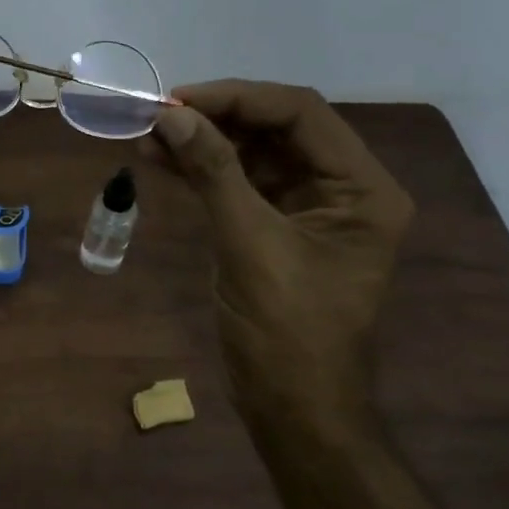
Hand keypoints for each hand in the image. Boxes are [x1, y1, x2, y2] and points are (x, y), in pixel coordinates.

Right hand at [148, 81, 413, 423]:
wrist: (293, 409)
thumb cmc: (287, 332)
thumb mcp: (250, 245)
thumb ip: (214, 173)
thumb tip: (171, 116)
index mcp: (361, 189)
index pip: (300, 114)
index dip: (237, 99)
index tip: (178, 100)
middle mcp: (340, 188)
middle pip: (276, 128)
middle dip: (215, 118)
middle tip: (157, 116)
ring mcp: (306, 208)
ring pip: (251, 154)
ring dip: (202, 143)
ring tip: (147, 137)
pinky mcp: (274, 228)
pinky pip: (237, 184)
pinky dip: (200, 172)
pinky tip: (160, 162)